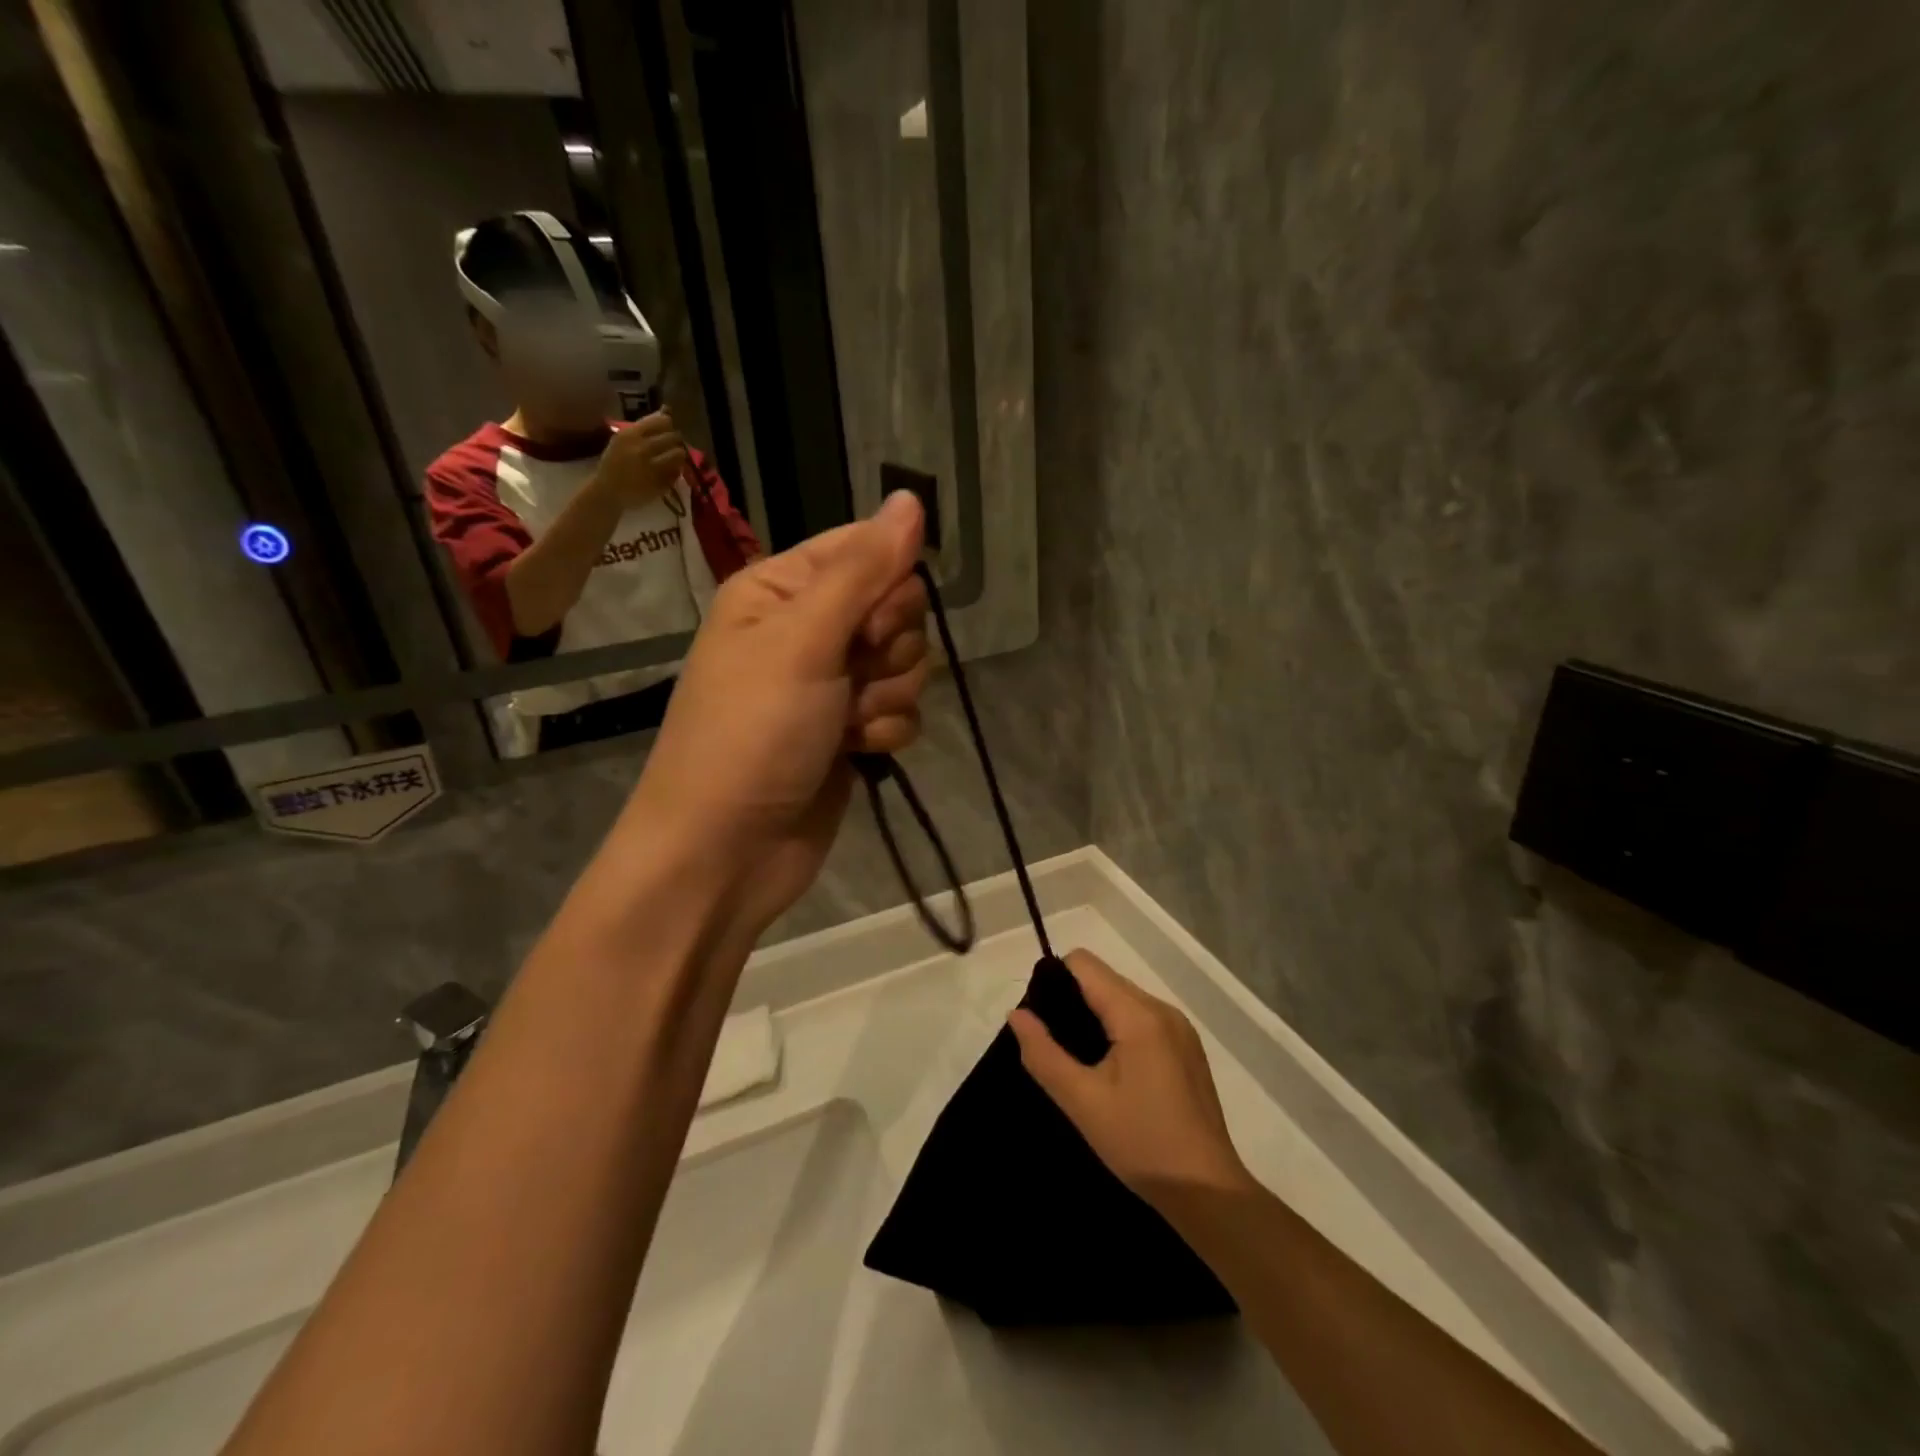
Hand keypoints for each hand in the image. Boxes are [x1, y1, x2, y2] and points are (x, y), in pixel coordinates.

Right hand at [595, 409, 685, 505]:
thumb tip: (666, 410)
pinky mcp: (660, 484)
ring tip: (673, 459)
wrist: (607, 491)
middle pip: (673, 437)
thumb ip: (645, 426)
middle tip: (673, 446)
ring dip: (679, 456)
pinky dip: (676, 471)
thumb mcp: (623, 440)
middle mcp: (642, 448)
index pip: (661, 421)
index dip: (667, 425)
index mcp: (631, 434)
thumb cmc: (614, 463)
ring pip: (679, 454)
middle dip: (676, 441)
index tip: (666, 430)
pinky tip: (668, 473)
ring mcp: (652, 467)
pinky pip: (676, 473)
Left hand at [618, 490, 928, 930]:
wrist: (726, 851)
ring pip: (906, 663)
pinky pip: (900, 710)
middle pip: (895, 609)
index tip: (875, 624)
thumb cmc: (751, 734)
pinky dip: (885, 731)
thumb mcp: (803, 641)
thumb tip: (912, 498)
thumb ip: (863, 571)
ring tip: (846, 726)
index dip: (888, 583)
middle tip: (852, 676)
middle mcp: (806, 630)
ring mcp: (830, 684)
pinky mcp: (849, 731)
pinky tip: (856, 752)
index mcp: (780, 590)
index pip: (864, 550)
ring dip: (887, 696)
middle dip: (888, 649)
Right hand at [1009, 950, 1254, 1207]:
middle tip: (1054, 1046)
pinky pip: (1141, 1018)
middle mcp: (1162, 1009)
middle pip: (1104, 979)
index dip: (1053, 980)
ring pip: (1122, 998)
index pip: (1084, 964)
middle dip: (1071, 1000)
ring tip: (1078, 1061)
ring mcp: (1179, 1028)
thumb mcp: (1082, 1102)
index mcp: (1139, 1014)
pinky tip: (1109, 1071)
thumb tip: (1017, 1013)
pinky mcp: (1186, 1048)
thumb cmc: (1142, 1144)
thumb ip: (1044, 1053)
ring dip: (1094, 1017)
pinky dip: (1117, 1030)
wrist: (1208, 1193)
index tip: (1039, 1019)